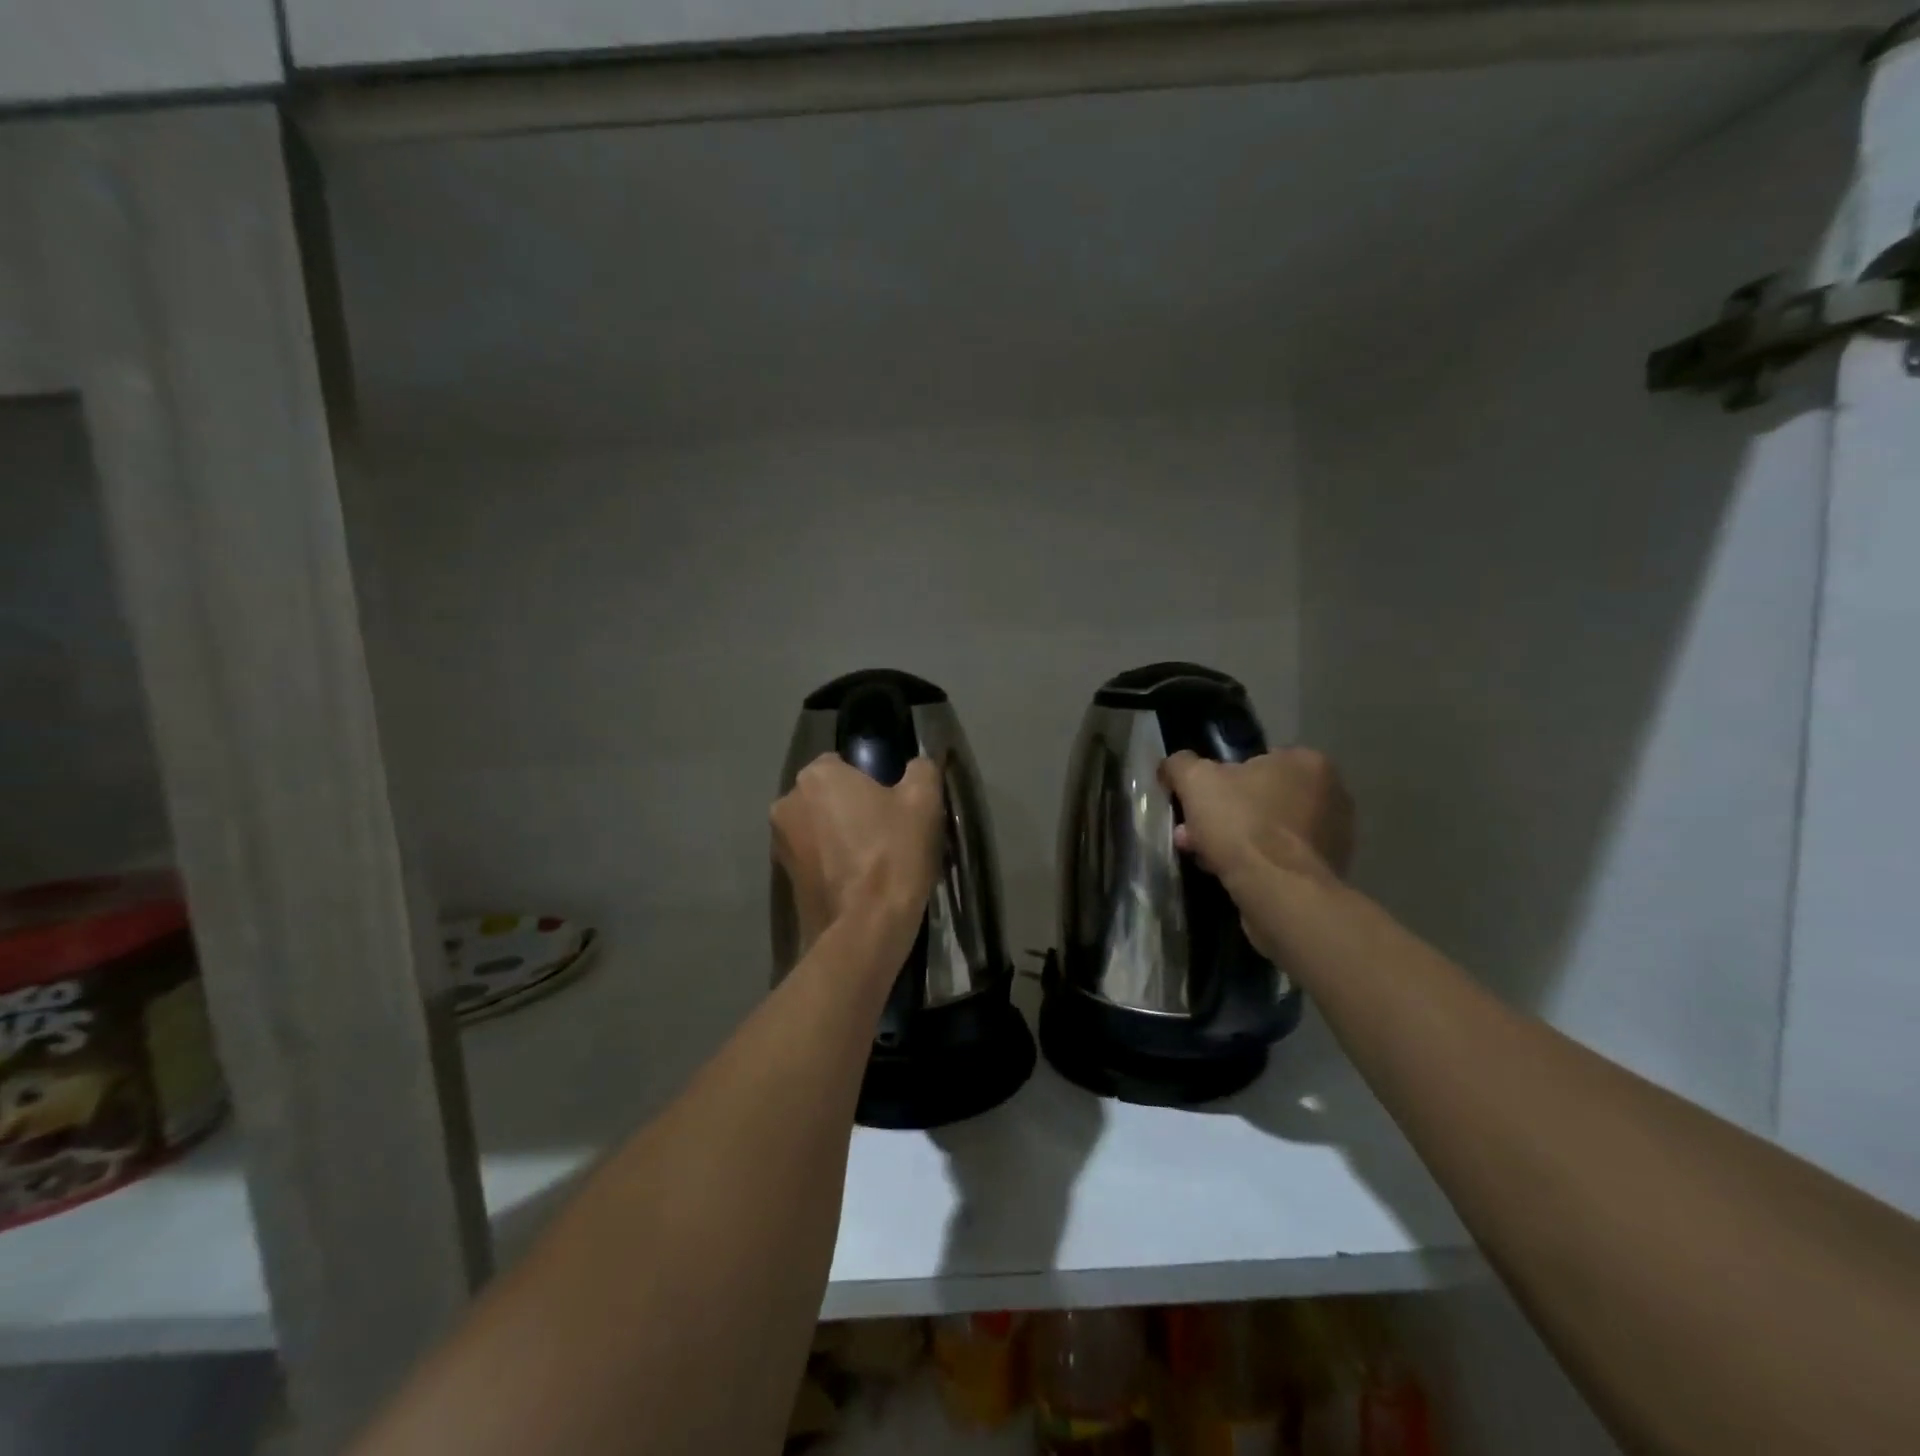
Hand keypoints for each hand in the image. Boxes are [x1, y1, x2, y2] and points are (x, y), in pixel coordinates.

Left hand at [771, 755, 943, 952]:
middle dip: (852, 808)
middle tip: (888, 832)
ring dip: (840, 837)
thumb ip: (921, 770)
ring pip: (819, 828)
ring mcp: (780, 843)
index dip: (872, 781)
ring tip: (875, 862)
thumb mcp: (923, 801)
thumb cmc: (893, 854)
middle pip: (828, 796)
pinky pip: (814, 859)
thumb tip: (917, 765)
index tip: (894, 805)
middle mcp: (787, 802)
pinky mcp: (783, 879)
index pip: (844, 764)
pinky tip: (859, 883)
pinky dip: (832, 864)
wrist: (866, 929)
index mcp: (816, 776)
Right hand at [1160, 747, 1354, 892]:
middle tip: (1192, 834)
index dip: (1218, 781)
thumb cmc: (1242, 824)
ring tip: (1204, 858)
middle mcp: (1331, 794)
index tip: (1196, 803)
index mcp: (1307, 763)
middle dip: (1221, 815)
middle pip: (1259, 799)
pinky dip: (1255, 864)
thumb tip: (1172, 767)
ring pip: (1267, 831)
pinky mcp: (1327, 872)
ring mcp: (1334, 836)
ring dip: (1234, 841)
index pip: (1255, 762)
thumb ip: (1181, 765)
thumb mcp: (1195, 780)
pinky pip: (1279, 859)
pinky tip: (1229, 875)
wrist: (1278, 892)